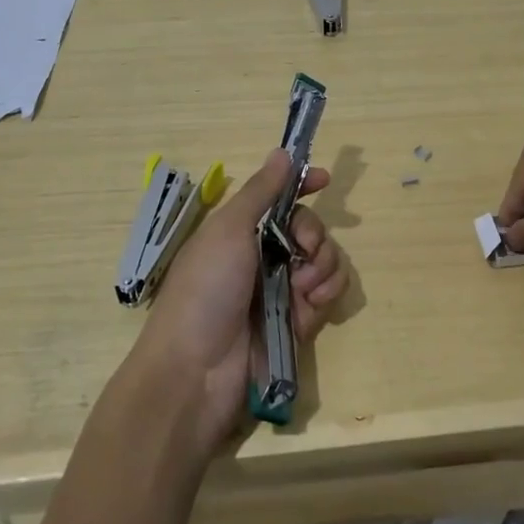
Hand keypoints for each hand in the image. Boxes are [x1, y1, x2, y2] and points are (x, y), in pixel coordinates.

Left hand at [130, 151, 346, 458]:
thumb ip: (261, 192)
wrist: (195, 372)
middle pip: (309, 229)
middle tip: (302, 250)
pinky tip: (311, 305)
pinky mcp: (297, 323)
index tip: (325, 179)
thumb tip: (282, 151)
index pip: (279, 200)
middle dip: (315, 235)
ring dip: (323, 267)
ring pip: (324, 261)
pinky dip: (326, 295)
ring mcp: (280, 291)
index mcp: (241, 231)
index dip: (302, 186)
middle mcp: (262, 257)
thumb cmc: (205, 290)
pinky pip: (327, 295)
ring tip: (305, 287)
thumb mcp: (228, 230)